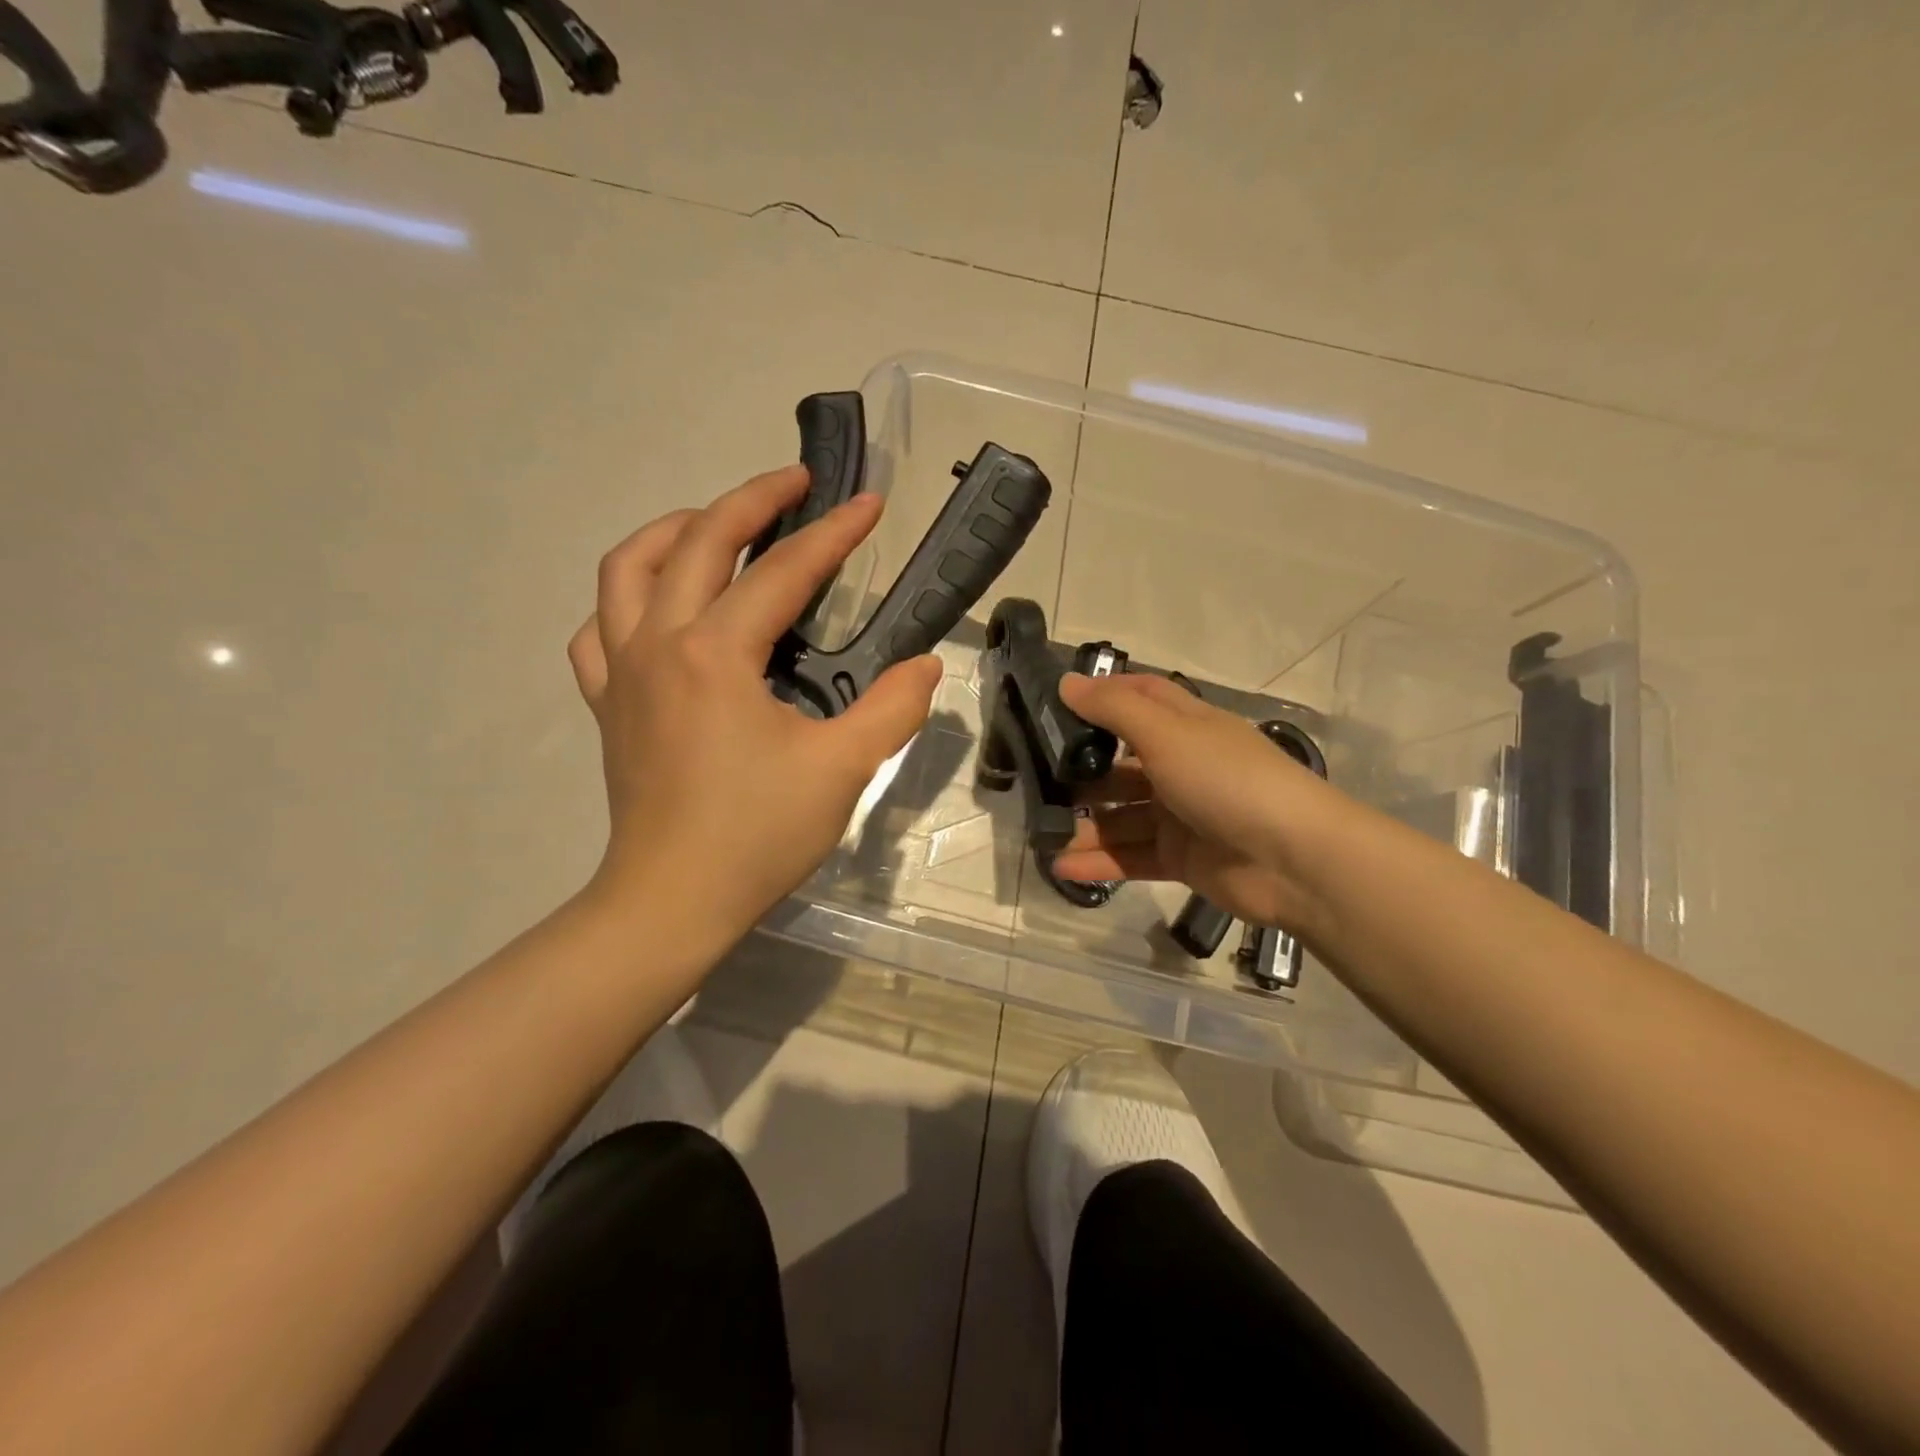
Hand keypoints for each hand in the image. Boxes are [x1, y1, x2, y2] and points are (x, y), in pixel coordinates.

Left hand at [568, 466, 941, 942]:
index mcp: (715, 654)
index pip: (782, 572)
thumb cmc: (757, 835)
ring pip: (628, 570)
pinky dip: (625, 601)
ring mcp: (621, 672)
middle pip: (698, 542)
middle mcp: (659, 644)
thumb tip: (925, 666)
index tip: (868, 504)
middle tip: (794, 482)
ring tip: (715, 522)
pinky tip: (657, 608)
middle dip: (751, 500)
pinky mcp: (607, 704)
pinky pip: (599, 630)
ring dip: (675, 531)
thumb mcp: (842, 770)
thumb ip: (892, 708)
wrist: (672, 901)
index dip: (832, 533)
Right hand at [1050, 672, 1351, 939]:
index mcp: (1187, 727)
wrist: (1296, 860)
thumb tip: (1066, 682)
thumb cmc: (1227, 780)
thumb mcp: (1167, 733)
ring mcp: (1182, 815)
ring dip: (1086, 825)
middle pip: (1122, 764)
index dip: (1102, 697)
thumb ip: (1114, 709)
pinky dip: (1100, 861)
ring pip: (1122, 816)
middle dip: (1082, 772)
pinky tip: (1062, 865)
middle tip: (1035, 781)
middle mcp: (1183, 766)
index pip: (1140, 698)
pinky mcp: (1182, 858)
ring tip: (1042, 833)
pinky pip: (1131, 856)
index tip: (1054, 703)